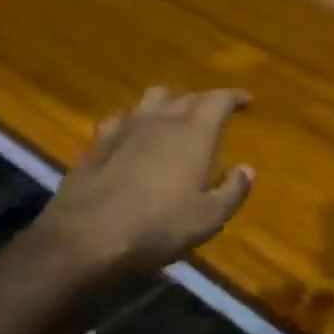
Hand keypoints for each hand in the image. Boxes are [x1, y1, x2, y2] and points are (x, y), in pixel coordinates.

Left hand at [27, 87, 254, 288]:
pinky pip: (120, 117)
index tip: (246, 100)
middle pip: (186, 95)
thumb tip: (247, 169)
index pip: (219, 100)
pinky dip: (134, 118)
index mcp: (194, 133)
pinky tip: (132, 131)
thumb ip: (233, 190)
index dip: (234, 97)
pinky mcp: (97, 142)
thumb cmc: (157, 228)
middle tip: (214, 112)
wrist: (85, 238)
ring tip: (175, 113)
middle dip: (204, 100)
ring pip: (151, 98)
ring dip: (169, 101)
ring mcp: (125, 127)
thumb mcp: (208, 218)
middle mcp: (161, 120)